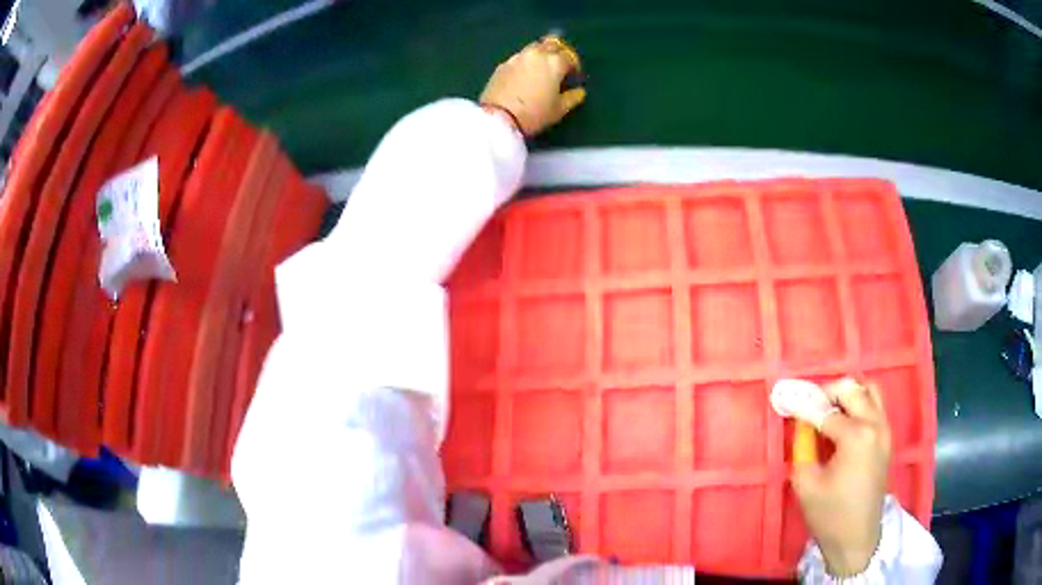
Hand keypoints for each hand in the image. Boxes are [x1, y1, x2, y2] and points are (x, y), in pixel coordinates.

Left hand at [479, 37, 585, 136]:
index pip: (570, 57)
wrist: (499, 118)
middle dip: (558, 52)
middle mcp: (537, 54)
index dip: (574, 66)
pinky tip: (524, 75)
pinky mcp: (503, 64)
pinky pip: (519, 57)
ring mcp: (518, 57)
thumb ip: (572, 97)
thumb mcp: (559, 109)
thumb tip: (579, 91)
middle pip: (552, 44)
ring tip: (541, 68)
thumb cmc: (535, 113)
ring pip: (534, 47)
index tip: (574, 76)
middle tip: (559, 66)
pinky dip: (526, 62)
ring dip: (541, 53)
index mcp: (554, 62)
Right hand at [792, 378, 890, 575]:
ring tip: (828, 410)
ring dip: (847, 395)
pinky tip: (843, 422)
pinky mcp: (887, 438)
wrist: (856, 538)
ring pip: (869, 391)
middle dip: (827, 393)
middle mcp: (875, 424)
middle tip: (808, 406)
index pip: (825, 411)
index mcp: (856, 436)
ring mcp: (885, 430)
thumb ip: (803, 447)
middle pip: (852, 390)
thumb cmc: (829, 515)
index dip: (804, 406)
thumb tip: (802, 424)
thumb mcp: (806, 483)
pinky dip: (859, 404)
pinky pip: (875, 406)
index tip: (787, 400)